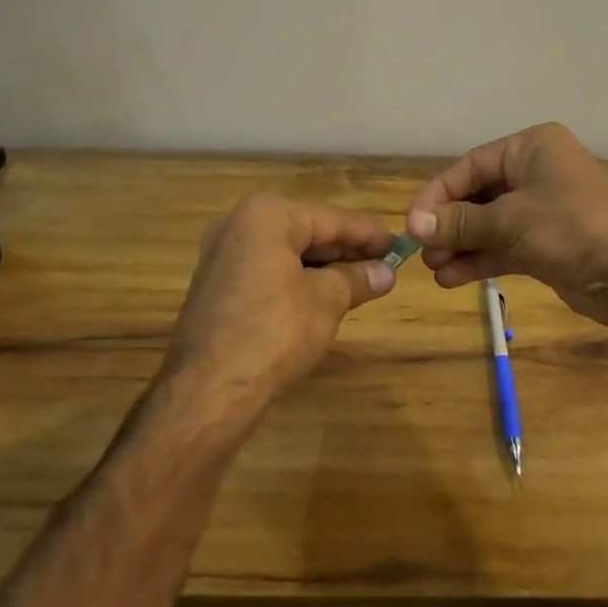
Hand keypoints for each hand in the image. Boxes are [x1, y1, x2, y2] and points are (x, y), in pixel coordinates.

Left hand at [162, 193, 396, 419]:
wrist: (207, 392)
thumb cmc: (274, 332)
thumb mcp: (326, 301)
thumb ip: (357, 278)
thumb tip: (386, 272)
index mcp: (266, 215)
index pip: (331, 219)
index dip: (369, 234)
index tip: (400, 244)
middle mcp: (239, 224)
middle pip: (307, 231)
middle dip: (346, 251)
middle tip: (385, 266)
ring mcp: (222, 255)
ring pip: (287, 253)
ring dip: (324, 268)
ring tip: (362, 283)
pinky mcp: (217, 286)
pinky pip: (268, 271)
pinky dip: (297, 280)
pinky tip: (324, 297)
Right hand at [404, 122, 607, 329]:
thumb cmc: (574, 228)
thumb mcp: (512, 221)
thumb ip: (462, 222)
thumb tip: (414, 225)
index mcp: (531, 148)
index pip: (470, 166)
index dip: (438, 194)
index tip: (412, 223)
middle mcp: (536, 173)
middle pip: (478, 195)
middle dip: (449, 223)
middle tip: (422, 251)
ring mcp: (543, 210)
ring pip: (489, 224)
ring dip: (461, 245)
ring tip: (434, 270)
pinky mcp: (548, 244)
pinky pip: (504, 246)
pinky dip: (480, 260)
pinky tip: (452, 278)